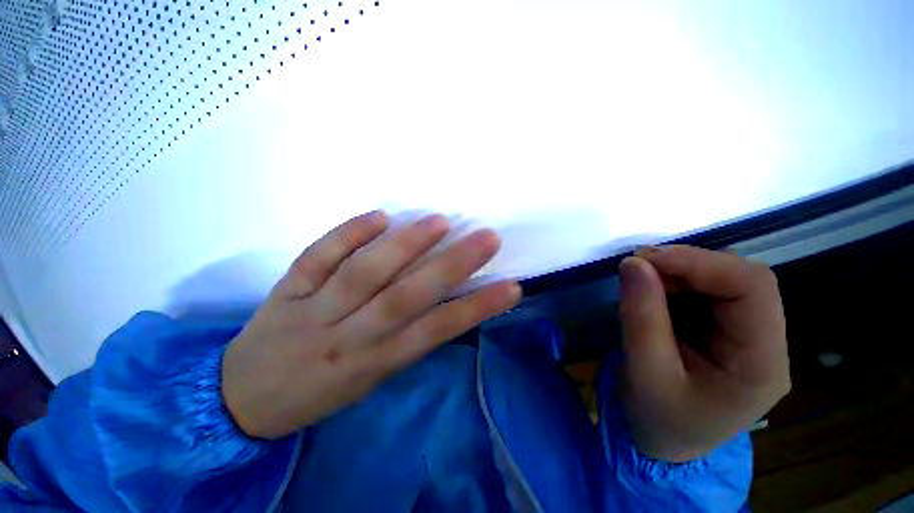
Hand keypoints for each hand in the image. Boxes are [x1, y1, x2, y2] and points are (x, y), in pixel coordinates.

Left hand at [222, 211, 520, 438]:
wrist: (243, 401)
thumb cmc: (320, 392)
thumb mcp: (371, 378)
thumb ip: (405, 339)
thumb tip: (442, 300)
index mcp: (374, 363)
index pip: (436, 332)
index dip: (476, 309)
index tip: (511, 287)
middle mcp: (349, 337)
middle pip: (407, 296)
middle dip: (452, 266)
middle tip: (487, 238)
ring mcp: (314, 311)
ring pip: (365, 274)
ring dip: (404, 245)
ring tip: (439, 221)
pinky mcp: (285, 291)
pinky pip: (317, 257)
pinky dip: (347, 234)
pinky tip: (378, 216)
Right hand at [617, 245, 789, 462]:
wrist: (665, 442)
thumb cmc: (658, 418)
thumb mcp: (645, 373)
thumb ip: (641, 316)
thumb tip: (633, 263)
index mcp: (762, 363)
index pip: (753, 288)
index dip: (700, 263)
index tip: (645, 258)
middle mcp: (767, 343)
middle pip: (743, 279)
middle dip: (687, 264)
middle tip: (637, 265)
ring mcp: (749, 335)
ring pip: (725, 280)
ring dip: (679, 271)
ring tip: (640, 276)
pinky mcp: (727, 330)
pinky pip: (707, 291)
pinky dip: (676, 281)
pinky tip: (652, 288)